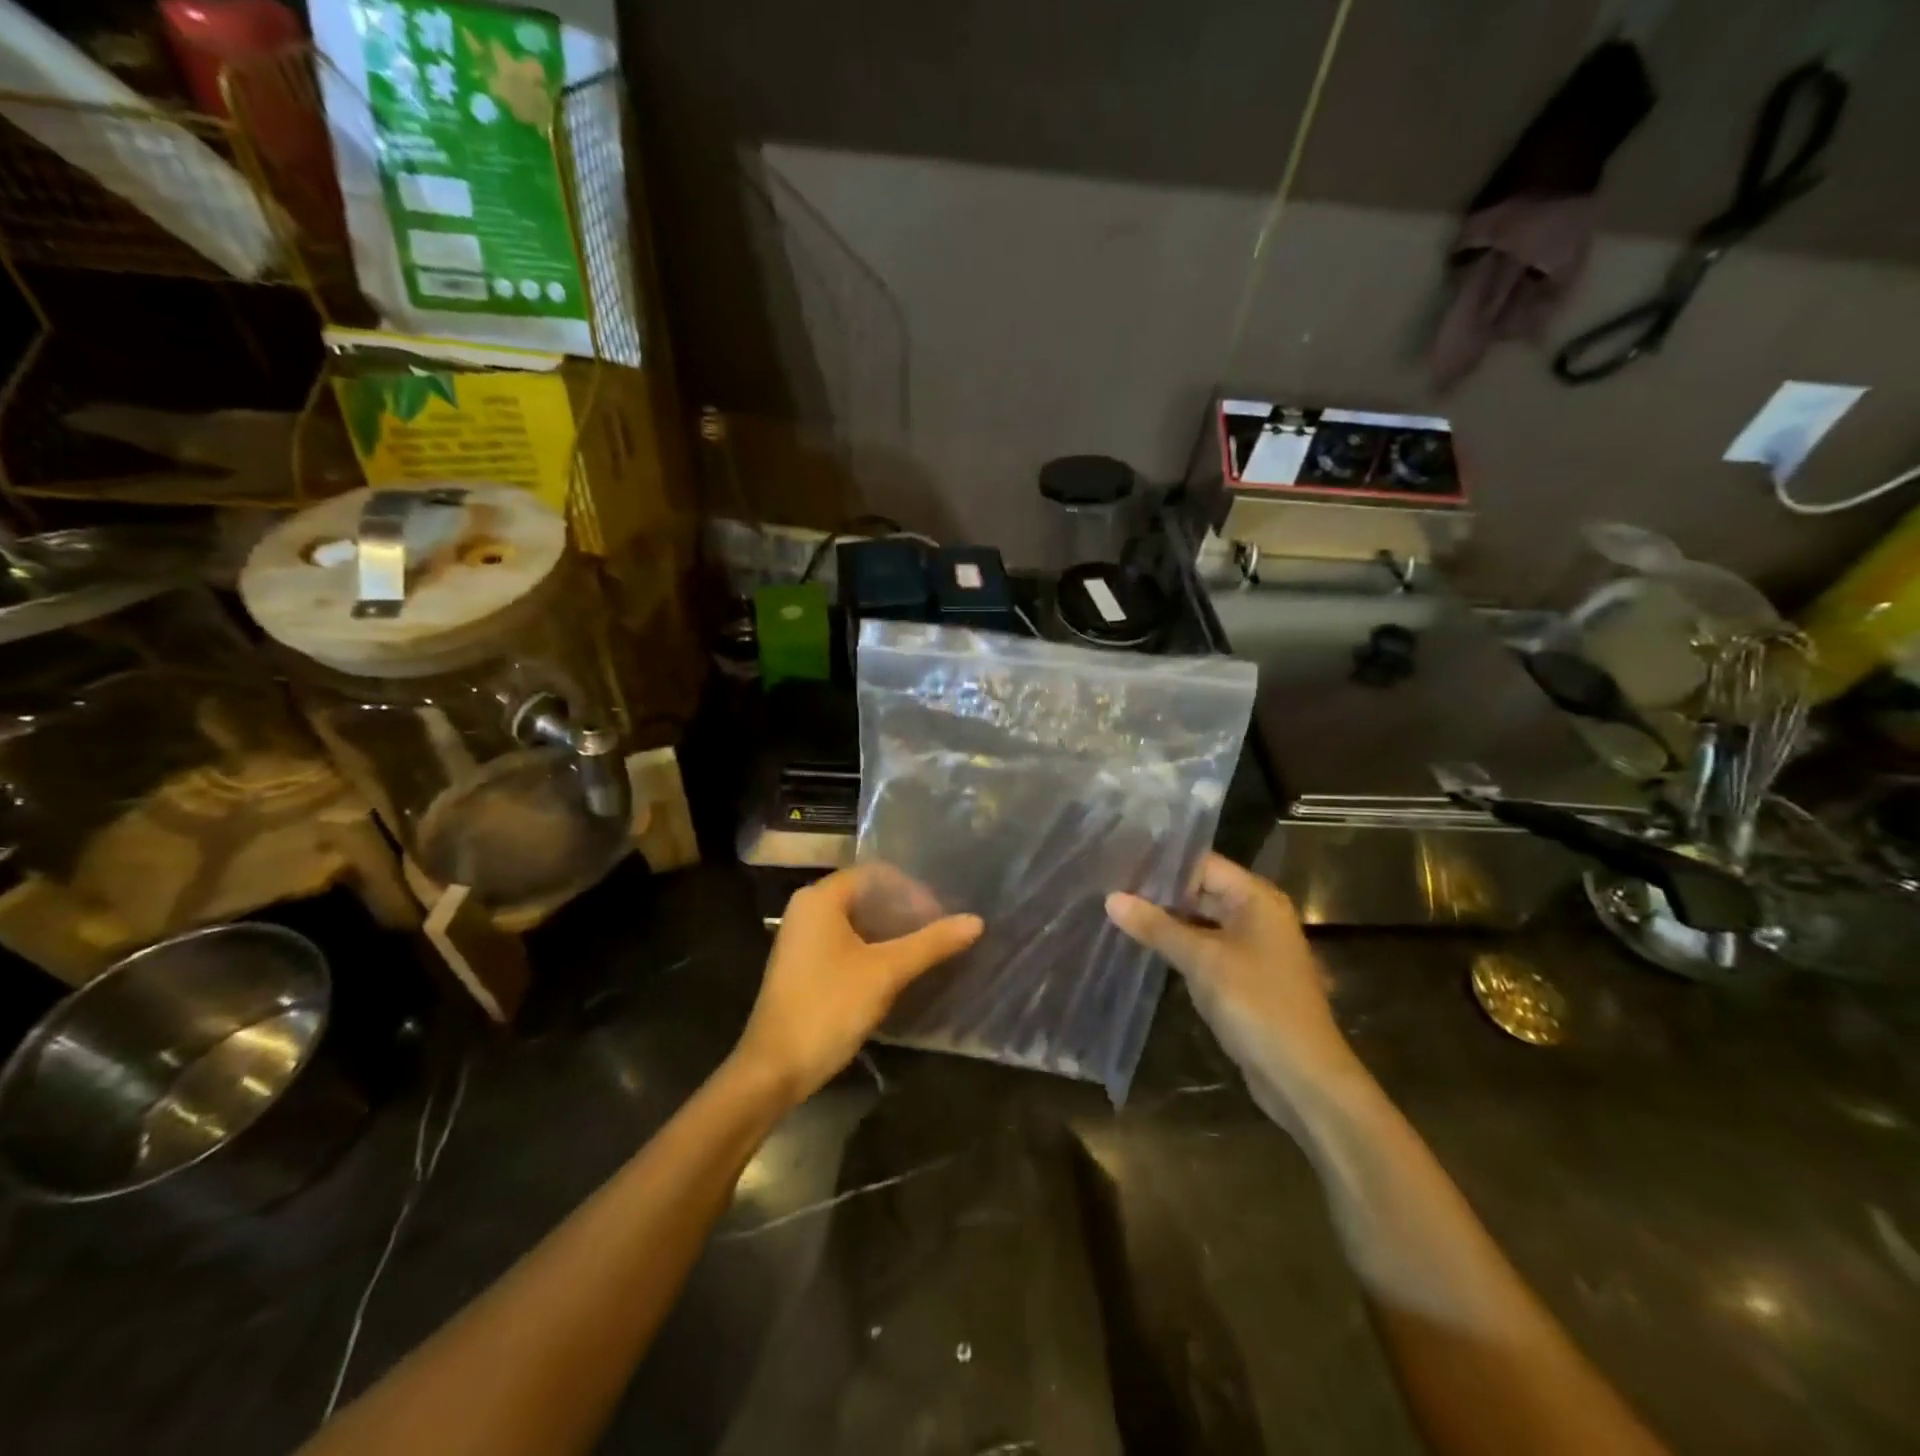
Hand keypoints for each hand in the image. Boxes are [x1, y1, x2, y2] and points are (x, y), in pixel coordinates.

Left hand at [733, 864, 983, 1105]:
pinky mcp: (804, 964)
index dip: (912, 889)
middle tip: (938, 932)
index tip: (941, 915)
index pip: (876, 874)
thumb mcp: (886, 972)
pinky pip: (845, 941)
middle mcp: (808, 908)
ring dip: (891, 930)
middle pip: (866, 895)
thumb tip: (976, 921)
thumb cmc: (829, 1008)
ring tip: (924, 950)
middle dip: (904, 910)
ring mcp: (802, 937)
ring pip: (857, 920)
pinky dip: (873, 947)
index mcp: (821, 898)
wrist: (773, 1069)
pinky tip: (897, 969)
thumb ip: (930, 944)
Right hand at [1106, 854, 1366, 1122]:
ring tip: (1118, 910)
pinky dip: (1179, 945)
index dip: (1162, 863)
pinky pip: (1206, 947)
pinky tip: (1144, 945)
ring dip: (1166, 920)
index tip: (1119, 861)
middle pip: (1202, 890)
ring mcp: (1253, 947)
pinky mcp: (1245, 976)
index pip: (1202, 864)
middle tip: (1110, 886)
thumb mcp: (1202, 961)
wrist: (1303, 1078)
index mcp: (1256, 898)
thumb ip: (1157, 926)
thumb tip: (1111, 898)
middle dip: (1159, 892)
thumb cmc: (1256, 1006)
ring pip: (1201, 921)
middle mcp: (1257, 914)